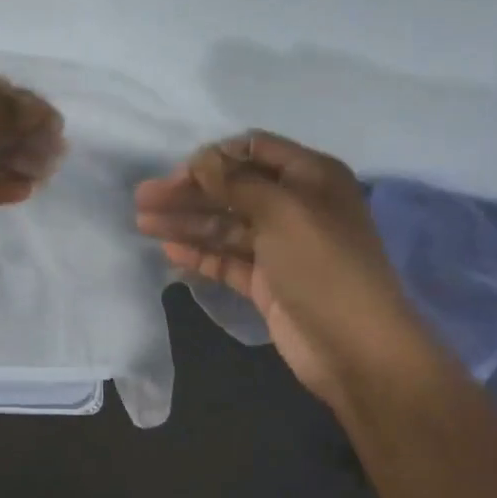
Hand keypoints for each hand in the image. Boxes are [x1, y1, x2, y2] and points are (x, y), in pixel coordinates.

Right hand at [135, 132, 425, 405]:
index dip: (214, 158)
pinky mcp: (266, 281)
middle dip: (189, 192)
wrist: (354, 347)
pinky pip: (226, 259)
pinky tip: (169, 252)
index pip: (255, 151)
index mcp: (311, 177)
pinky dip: (199, 254)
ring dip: (186, 222)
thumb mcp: (282, 211)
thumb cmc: (323, 266)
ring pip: (225, 226)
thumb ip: (236, 182)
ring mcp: (279, 247)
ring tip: (142, 223)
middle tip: (143, 199)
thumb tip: (200, 159)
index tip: (177, 172)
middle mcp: (295, 206)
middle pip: (232, 190)